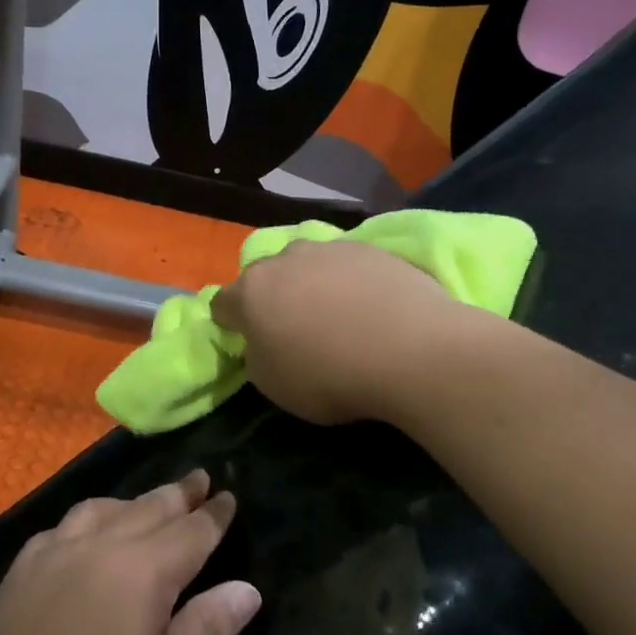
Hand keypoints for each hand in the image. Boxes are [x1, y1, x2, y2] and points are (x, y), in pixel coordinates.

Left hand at [0, 471, 260, 634]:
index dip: (213, 515)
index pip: (191, 531)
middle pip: (148, 508)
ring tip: (146, 503)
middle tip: (198, 479)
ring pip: (103, 508)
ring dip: (132, 501)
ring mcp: (54, 553)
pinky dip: (87, 518)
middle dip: (178, 494)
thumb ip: (208, 629)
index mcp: (144, 569)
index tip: (229, 496)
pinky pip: (63, 526)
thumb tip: (247, 589)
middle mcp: (101, 545)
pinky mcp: (19, 571)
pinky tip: (82, 534)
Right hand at [212, 239, 461, 425]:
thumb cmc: (330, 375)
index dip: (230, 324)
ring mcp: (331, 249)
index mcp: (251, 291)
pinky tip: (372, 309)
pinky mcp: (372, 248)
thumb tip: (262, 342)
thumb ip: (256, 357)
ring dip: (312, 286)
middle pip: (266, 277)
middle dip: (273, 299)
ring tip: (338, 317)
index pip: (222, 304)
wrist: (413, 350)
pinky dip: (351, 283)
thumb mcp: (273, 385)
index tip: (246, 342)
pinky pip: (348, 267)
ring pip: (308, 266)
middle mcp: (285, 258)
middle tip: (294, 330)